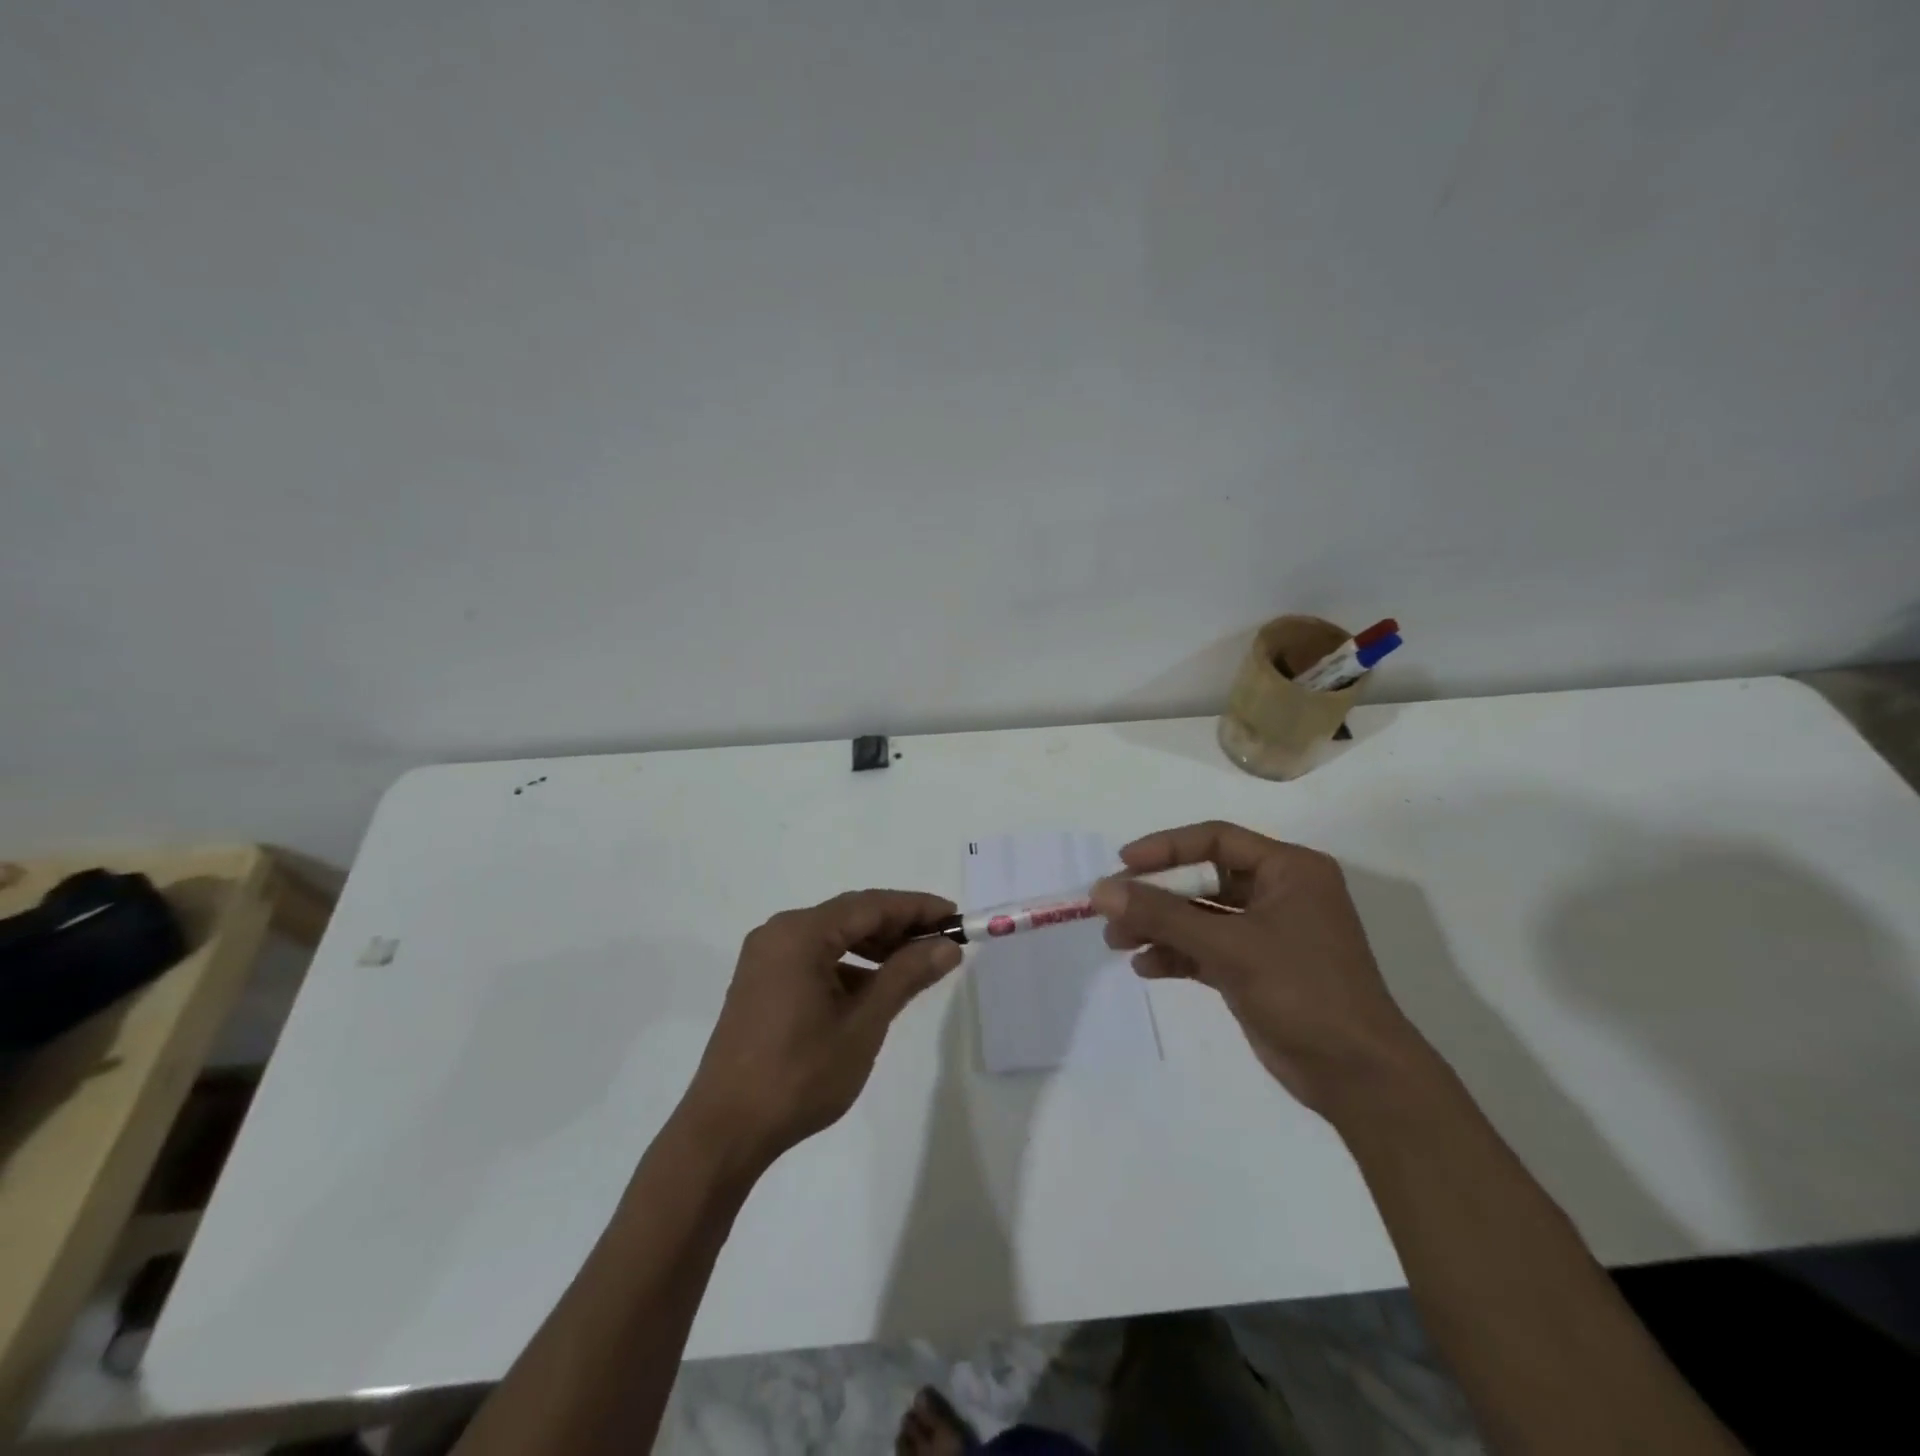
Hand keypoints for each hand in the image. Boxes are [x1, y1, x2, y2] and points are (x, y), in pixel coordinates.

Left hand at [678, 890, 961, 1172]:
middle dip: (898, 925)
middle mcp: (779, 933)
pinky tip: (873, 986)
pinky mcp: (761, 981)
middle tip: (942, 941)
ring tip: (915, 962)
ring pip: (833, 935)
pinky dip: (848, 964)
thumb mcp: (863, 1024)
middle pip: (850, 915)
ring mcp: (766, 957)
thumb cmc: (800, 1074)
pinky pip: (814, 957)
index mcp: (800, 934)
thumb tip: (947, 946)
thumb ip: (906, 976)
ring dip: (874, 945)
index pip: (871, 905)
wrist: (725, 1131)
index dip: (917, 908)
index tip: (956, 917)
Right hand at [1092, 821, 1425, 1113]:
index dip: (1167, 847)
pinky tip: (1146, 967)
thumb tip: (1100, 891)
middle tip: (1111, 909)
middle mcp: (1279, 893)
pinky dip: (1176, 954)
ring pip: (1200, 916)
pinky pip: (1205, 949)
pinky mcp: (1256, 969)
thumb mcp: (1229, 946)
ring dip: (1159, 927)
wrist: (1358, 1077)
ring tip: (1117, 943)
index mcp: (1289, 870)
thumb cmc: (1303, 992)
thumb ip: (1162, 915)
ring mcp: (1267, 933)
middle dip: (1155, 895)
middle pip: (1203, 879)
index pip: (1216, 839)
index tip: (1123, 864)